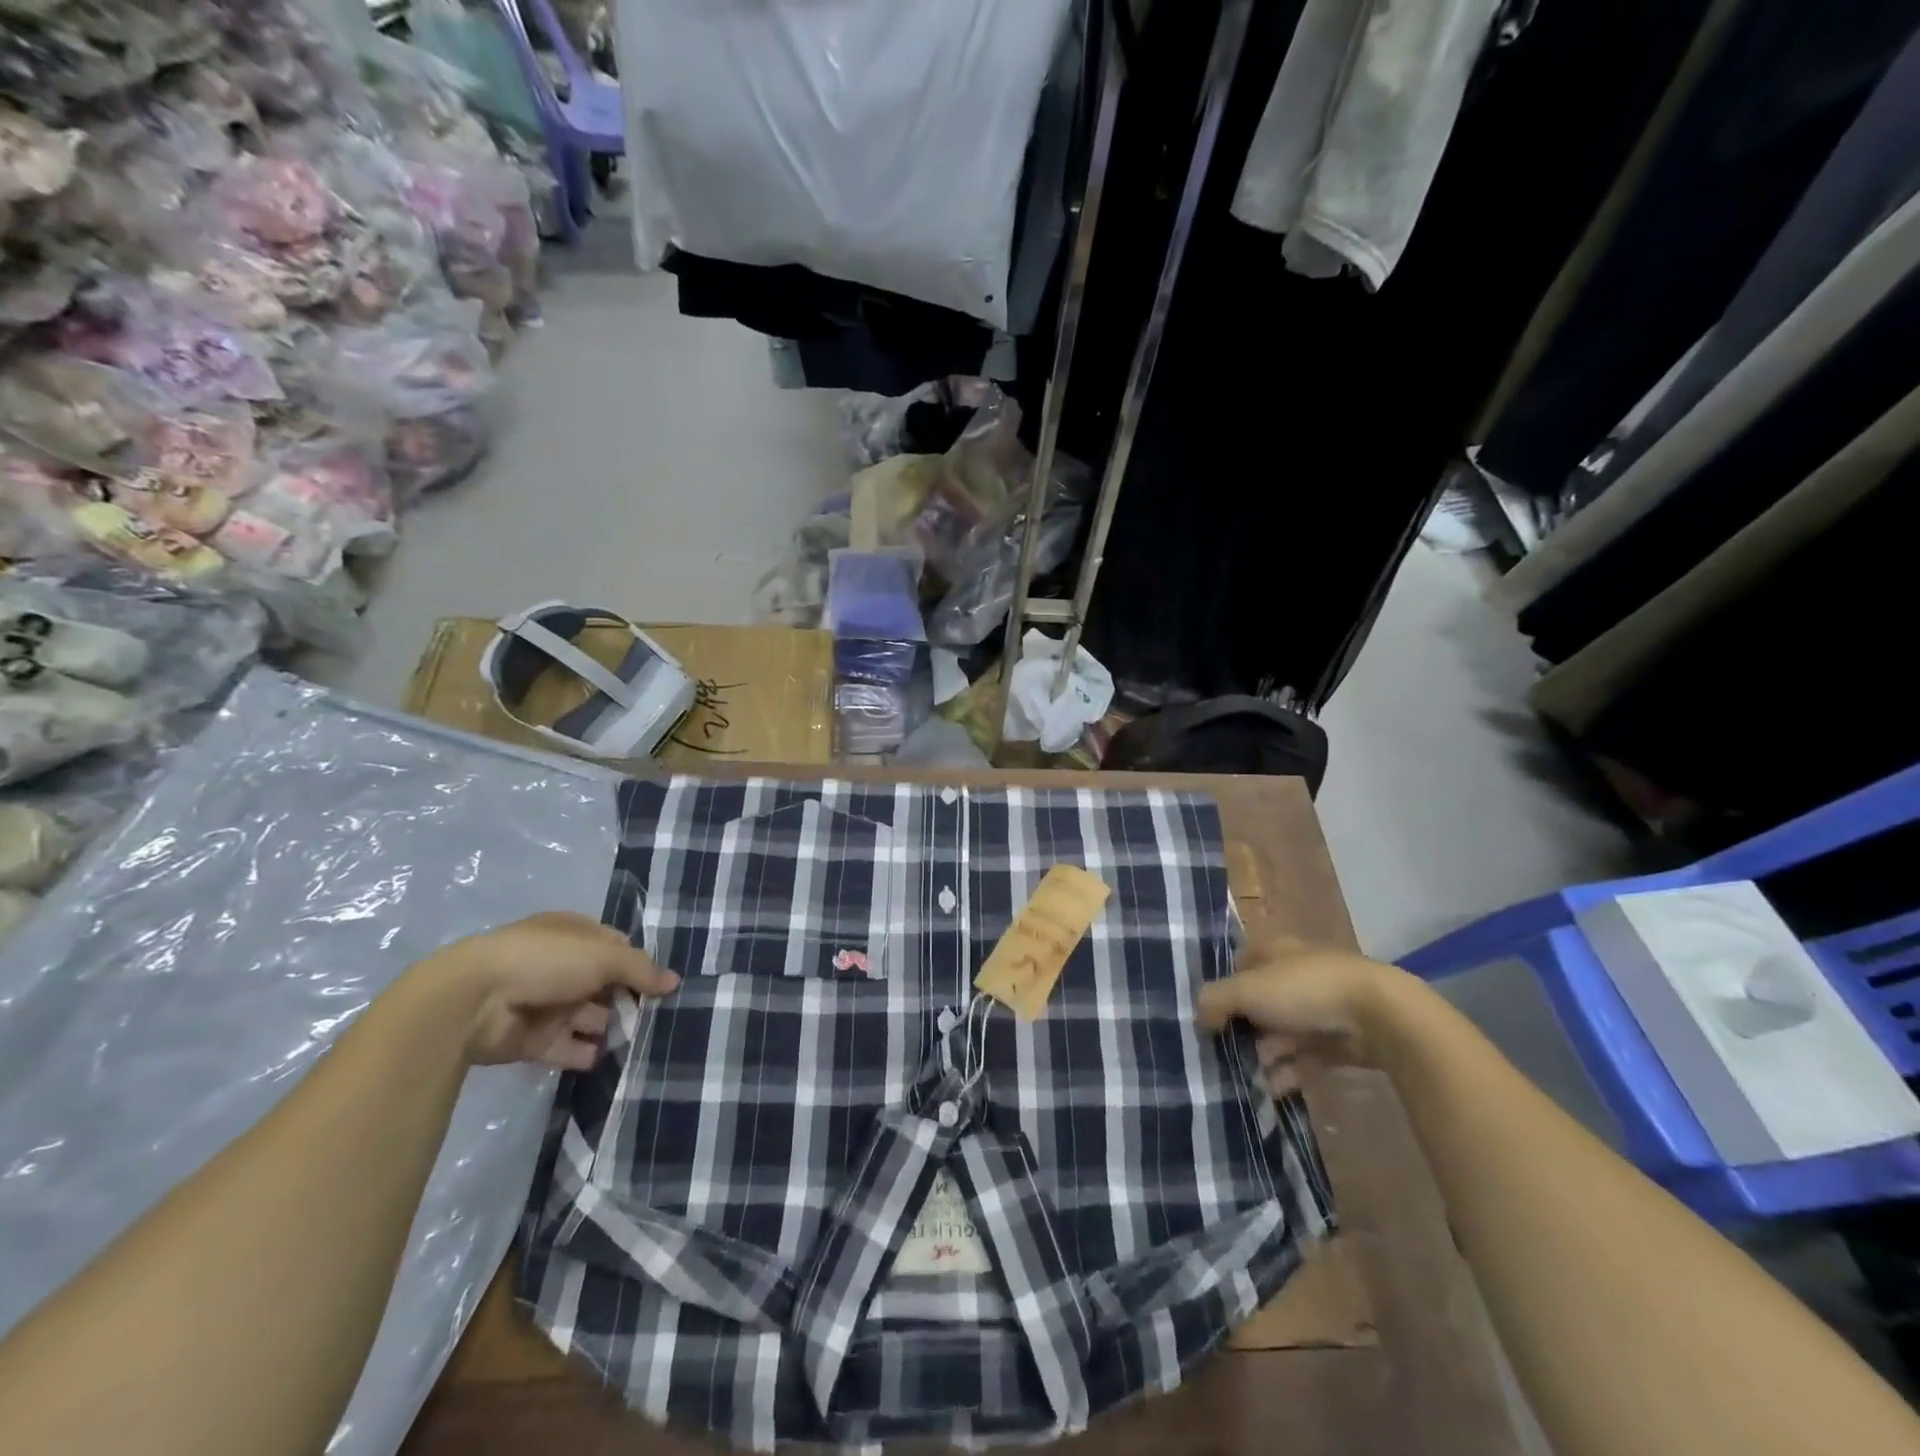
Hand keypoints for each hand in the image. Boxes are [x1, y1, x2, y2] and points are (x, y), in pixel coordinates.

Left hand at [424, 911, 679, 1069]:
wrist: (472, 1001)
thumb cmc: (545, 961)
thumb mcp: (603, 955)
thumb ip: (641, 970)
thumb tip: (675, 981)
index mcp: (573, 934)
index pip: (615, 947)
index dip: (638, 964)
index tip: (662, 985)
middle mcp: (560, 966)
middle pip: (604, 984)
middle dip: (629, 1000)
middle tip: (659, 1018)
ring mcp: (545, 1003)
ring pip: (588, 1017)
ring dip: (611, 1028)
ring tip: (642, 1043)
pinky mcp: (532, 1039)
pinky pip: (568, 1047)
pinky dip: (587, 1054)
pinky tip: (611, 1059)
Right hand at [1196, 938, 1405, 1096]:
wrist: (1379, 1015)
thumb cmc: (1305, 989)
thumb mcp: (1248, 990)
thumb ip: (1215, 1001)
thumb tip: (1198, 1017)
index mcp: (1274, 951)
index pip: (1239, 965)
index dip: (1223, 989)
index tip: (1208, 1016)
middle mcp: (1294, 974)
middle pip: (1258, 1003)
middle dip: (1243, 1030)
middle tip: (1226, 1053)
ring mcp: (1318, 1007)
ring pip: (1281, 1033)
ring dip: (1264, 1056)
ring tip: (1249, 1078)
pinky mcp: (1338, 1039)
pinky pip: (1305, 1057)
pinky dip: (1288, 1073)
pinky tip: (1274, 1090)